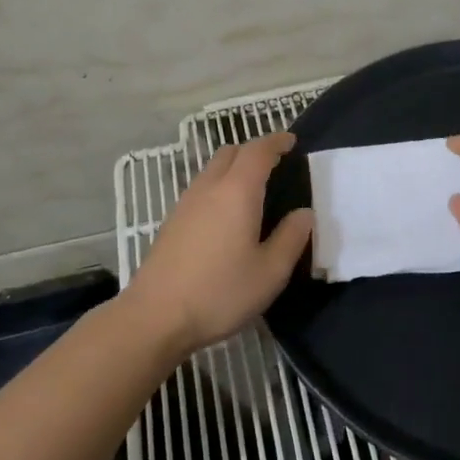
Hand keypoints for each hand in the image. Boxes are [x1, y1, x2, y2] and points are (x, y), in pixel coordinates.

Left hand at [126, 132, 313, 356]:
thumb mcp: (270, 272)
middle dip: (254, 151)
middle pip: (231, 152)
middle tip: (275, 165)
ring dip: (235, 168)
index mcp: (237, 192)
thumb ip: (291, 238)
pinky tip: (227, 215)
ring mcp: (186, 203)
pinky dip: (220, 185)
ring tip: (254, 190)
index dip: (276, 142)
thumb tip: (304, 213)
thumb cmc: (220, 292)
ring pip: (213, 169)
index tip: (292, 142)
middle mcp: (209, 188)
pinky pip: (202, 188)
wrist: (155, 317)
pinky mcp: (172, 221)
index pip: (258, 151)